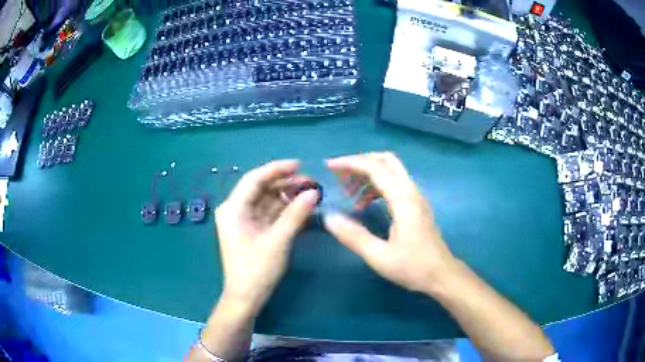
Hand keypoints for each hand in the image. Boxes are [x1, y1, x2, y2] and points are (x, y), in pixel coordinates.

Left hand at [215, 160, 318, 312]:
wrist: (246, 298)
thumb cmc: (257, 270)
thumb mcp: (278, 241)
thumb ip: (296, 214)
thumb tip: (314, 192)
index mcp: (234, 208)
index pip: (254, 179)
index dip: (277, 169)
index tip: (300, 165)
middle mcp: (236, 210)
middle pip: (261, 189)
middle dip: (285, 184)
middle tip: (311, 183)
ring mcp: (243, 221)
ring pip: (266, 201)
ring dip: (287, 197)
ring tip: (311, 193)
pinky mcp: (252, 231)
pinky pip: (269, 214)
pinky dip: (284, 211)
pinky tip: (302, 208)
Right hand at [324, 152, 457, 294]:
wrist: (442, 275)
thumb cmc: (413, 267)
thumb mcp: (379, 257)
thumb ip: (353, 236)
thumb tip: (329, 217)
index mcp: (403, 200)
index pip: (375, 168)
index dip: (350, 163)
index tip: (329, 166)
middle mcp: (411, 192)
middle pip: (386, 160)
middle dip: (361, 162)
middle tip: (341, 176)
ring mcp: (416, 197)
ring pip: (391, 171)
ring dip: (368, 174)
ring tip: (349, 194)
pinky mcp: (417, 205)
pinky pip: (395, 184)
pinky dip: (377, 185)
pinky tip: (365, 204)